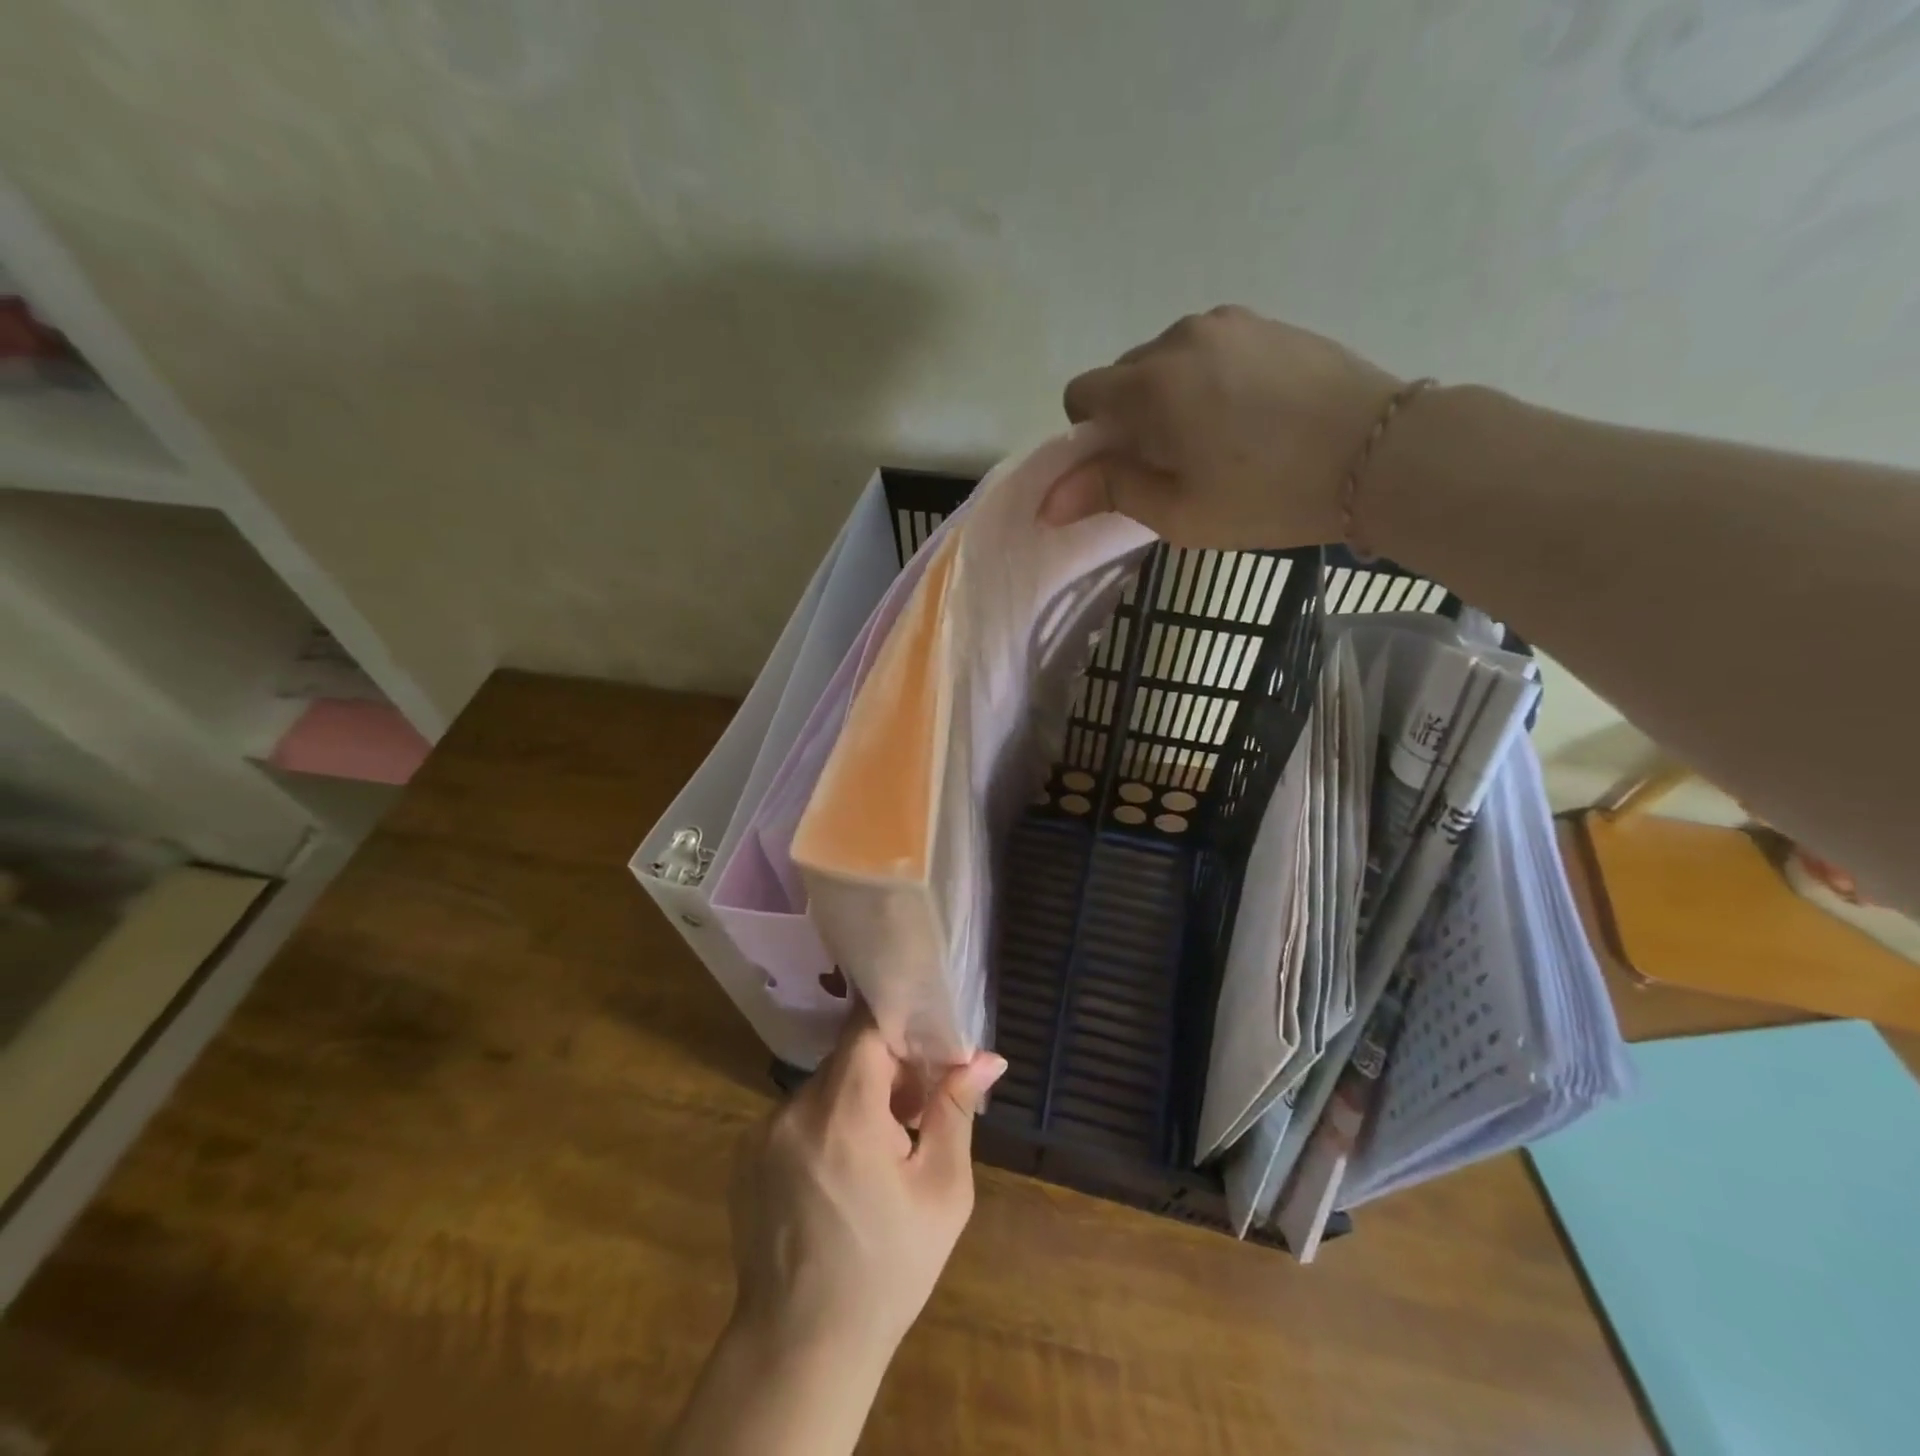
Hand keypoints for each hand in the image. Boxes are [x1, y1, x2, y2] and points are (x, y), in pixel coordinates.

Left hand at [727, 1014, 1007, 1368]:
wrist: (801, 1348)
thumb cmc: (887, 1269)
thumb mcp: (942, 1192)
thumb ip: (956, 1111)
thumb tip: (986, 1057)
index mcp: (844, 1114)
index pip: (867, 1028)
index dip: (900, 1031)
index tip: (926, 1056)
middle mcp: (795, 1110)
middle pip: (847, 1058)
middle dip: (885, 1073)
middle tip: (914, 1116)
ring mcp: (762, 1131)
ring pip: (823, 1087)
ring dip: (854, 1102)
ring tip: (877, 1155)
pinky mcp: (744, 1154)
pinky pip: (796, 1116)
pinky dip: (823, 1126)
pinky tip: (838, 1176)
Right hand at [1042, 306, 1401, 549]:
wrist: (1380, 454)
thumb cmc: (1268, 496)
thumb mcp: (1179, 511)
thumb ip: (1109, 492)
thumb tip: (1048, 500)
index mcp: (1152, 384)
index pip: (1082, 394)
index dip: (1090, 437)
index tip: (1125, 468)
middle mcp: (1181, 337)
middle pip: (1124, 376)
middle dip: (1131, 417)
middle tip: (1175, 464)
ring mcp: (1229, 322)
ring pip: (1167, 361)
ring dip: (1169, 398)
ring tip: (1217, 440)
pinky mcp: (1267, 323)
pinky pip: (1209, 350)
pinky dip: (1207, 381)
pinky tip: (1248, 415)